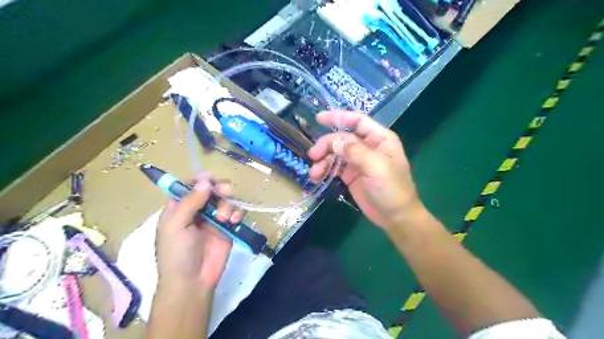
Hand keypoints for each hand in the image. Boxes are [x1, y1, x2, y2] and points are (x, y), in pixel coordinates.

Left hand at [154, 177, 241, 293]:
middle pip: (211, 189)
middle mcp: (197, 210)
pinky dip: (236, 213)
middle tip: (225, 191)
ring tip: (224, 218)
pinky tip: (232, 222)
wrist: (193, 281)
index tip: (210, 178)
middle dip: (219, 188)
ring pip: (226, 199)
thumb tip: (205, 180)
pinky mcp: (228, 228)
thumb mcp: (176, 225)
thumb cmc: (177, 253)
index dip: (200, 180)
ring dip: (227, 204)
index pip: (189, 186)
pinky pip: (236, 213)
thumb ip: (191, 201)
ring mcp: (214, 219)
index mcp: (179, 208)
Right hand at [308, 111, 421, 229]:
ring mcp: (358, 161)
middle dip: (326, 145)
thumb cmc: (392, 190)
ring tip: (314, 173)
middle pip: (342, 138)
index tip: (319, 118)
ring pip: (335, 153)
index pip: (358, 121)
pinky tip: (317, 177)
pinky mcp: (350, 175)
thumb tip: (334, 142)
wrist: (395, 217)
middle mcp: (368, 146)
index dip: (339, 117)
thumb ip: (356, 152)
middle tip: (313, 156)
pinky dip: (324, 170)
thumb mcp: (377, 168)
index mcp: (379, 139)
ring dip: (323, 160)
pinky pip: (334, 167)